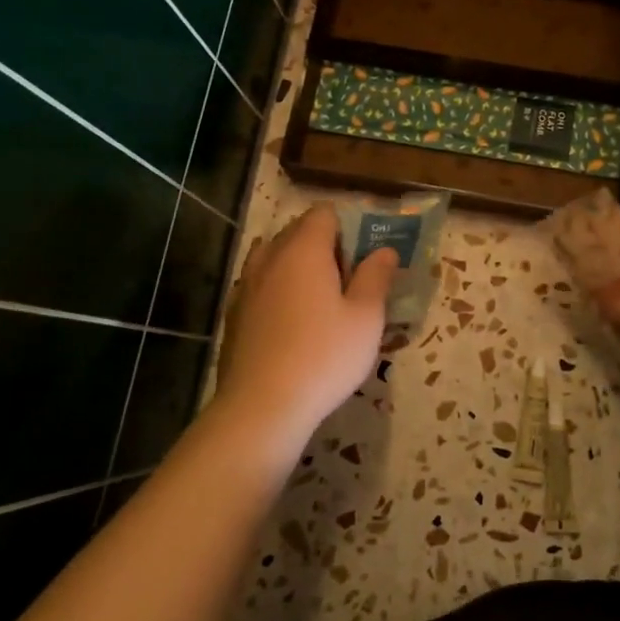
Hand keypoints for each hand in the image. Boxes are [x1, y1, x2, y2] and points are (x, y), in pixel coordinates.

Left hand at [213, 204, 399, 444]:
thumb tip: (385, 250)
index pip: (323, 213)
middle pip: (297, 231)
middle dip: (324, 246)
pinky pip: (260, 285)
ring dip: (298, 267)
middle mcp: (270, 257)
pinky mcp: (234, 313)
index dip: (347, 227)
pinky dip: (278, 291)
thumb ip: (376, 276)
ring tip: (319, 301)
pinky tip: (292, 324)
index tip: (363, 258)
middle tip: (348, 282)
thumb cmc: (324, 356)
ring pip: (275, 257)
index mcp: (304, 249)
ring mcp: (246, 285)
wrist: (261, 407)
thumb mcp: (366, 317)